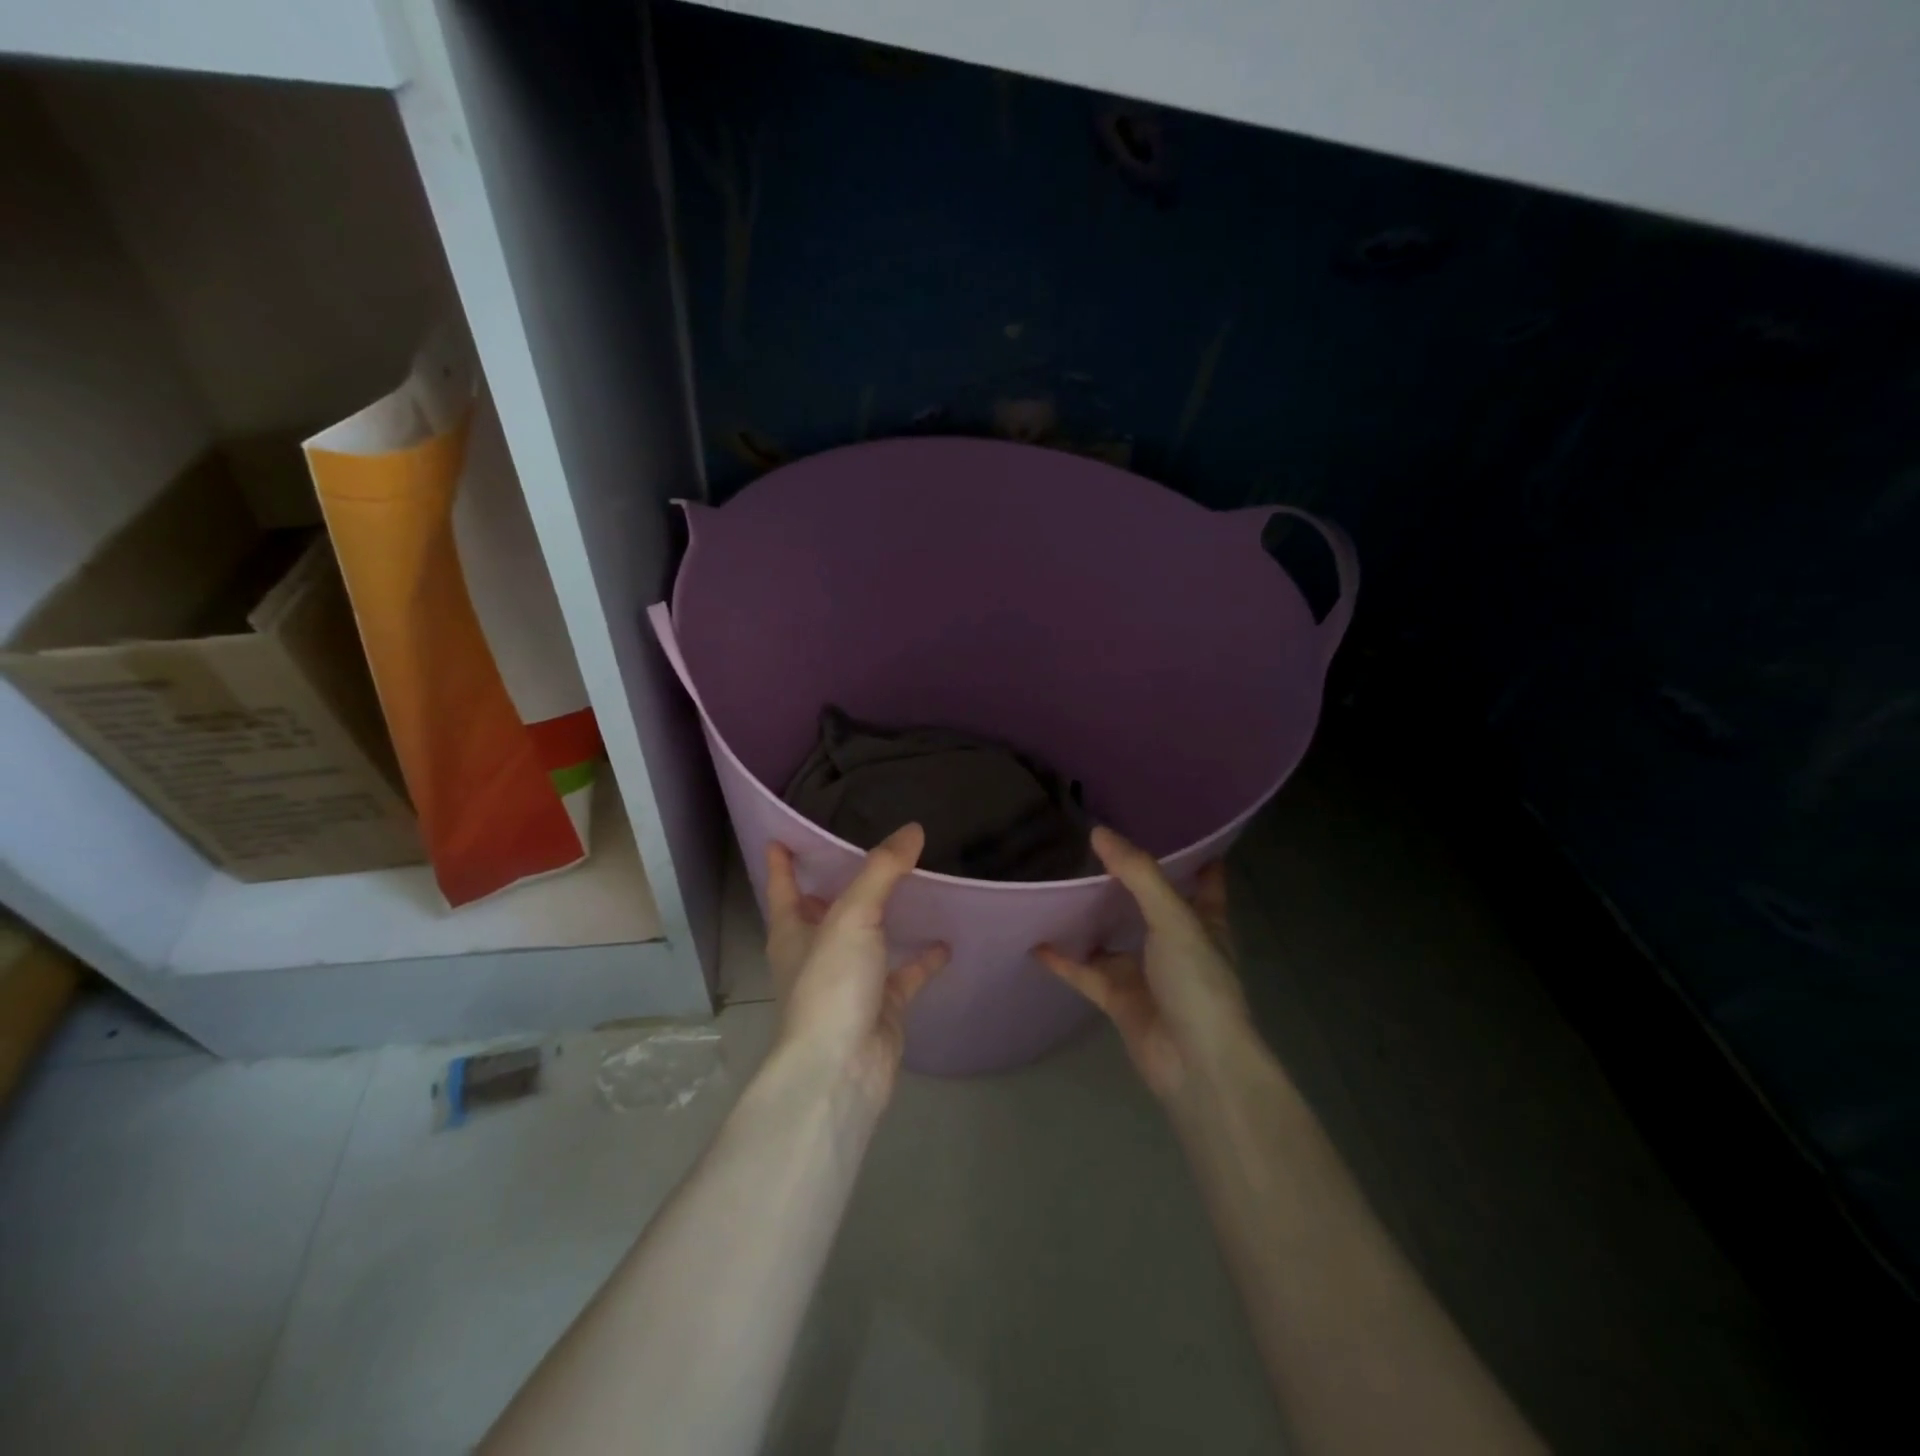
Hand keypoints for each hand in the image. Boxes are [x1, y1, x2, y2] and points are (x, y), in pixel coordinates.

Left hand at [764, 824, 949, 1107]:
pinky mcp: (881, 1006)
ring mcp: (849, 981)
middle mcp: (817, 954)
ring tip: (913, 884)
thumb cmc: (831, 985)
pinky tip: (947, 940)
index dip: (782, 862)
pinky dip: (923, 959)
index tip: (782, 835)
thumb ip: (882, 870)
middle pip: (825, 911)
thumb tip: (912, 829)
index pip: (782, 887)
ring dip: (884, 918)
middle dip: (838, 884)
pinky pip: (904, 974)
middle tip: (867, 849)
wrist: (842, 1069)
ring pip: (867, 940)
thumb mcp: (852, 916)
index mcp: (793, 931)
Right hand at [1036, 827, 1248, 1098]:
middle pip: (1149, 905)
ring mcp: (1146, 973)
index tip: (1169, 826)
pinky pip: (1085, 972)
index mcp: (1203, 922)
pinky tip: (1036, 940)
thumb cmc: (1197, 982)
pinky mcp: (1119, 999)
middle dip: (1127, 881)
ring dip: (1091, 918)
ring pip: (1112, 937)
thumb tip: (1099, 832)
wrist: (1194, 1063)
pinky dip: (1063, 959)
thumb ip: (1137, 874)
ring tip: (1058, 884)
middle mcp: (1175, 944)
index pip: (1203, 881)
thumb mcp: (1173, 918)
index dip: (1193, 856)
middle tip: (1093, 846)